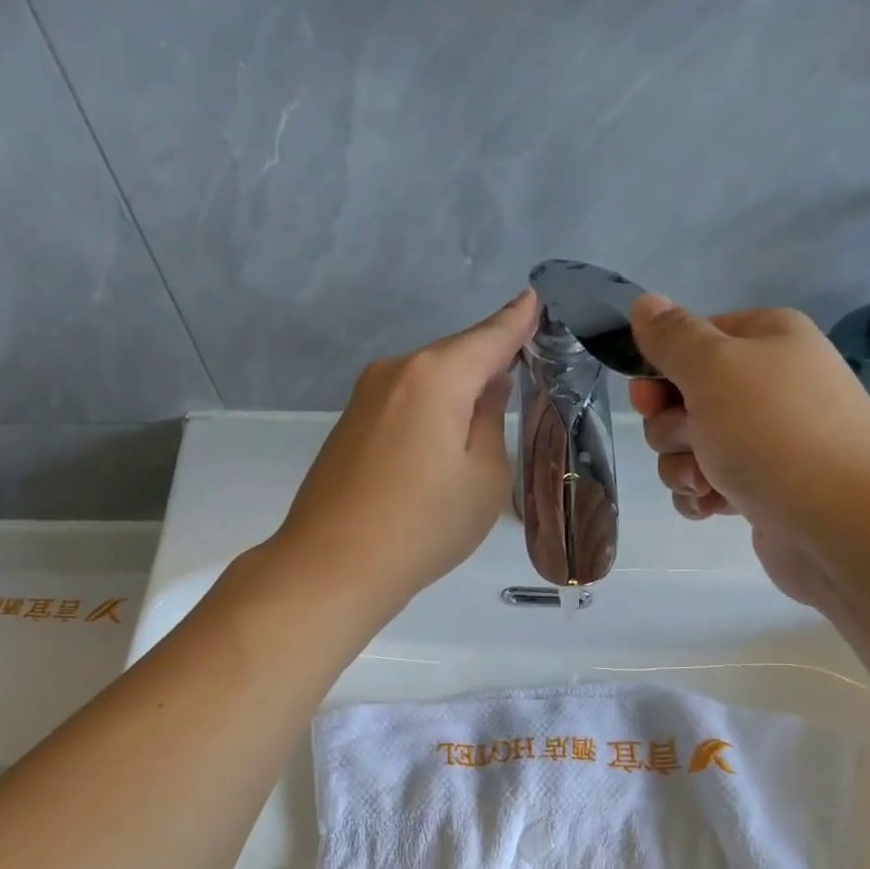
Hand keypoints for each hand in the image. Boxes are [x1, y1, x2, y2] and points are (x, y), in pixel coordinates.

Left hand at [270, 289, 536, 614]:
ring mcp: (365, 398)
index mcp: (436, 376)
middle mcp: (396, 372)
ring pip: (427, 382)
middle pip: (455, 356)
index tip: (535, 302)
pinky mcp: (349, 426)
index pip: (489, 337)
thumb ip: (491, 421)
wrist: (333, 566)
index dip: (517, 322)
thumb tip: (487, 387)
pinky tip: (440, 440)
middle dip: (488, 361)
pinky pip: (403, 404)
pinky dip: (429, 411)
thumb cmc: (424, 525)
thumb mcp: (484, 478)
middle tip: (523, 374)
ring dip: (457, 391)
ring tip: (485, 416)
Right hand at [627, 294, 869, 605]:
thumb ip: (673, 338)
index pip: (690, 343)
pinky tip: (715, 507)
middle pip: (682, 401)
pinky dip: (701, 497)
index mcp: (765, 340)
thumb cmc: (776, 434)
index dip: (660, 373)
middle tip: (696, 442)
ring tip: (710, 483)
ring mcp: (765, 440)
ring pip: (688, 449)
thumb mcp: (715, 369)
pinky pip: (705, 486)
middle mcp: (767, 385)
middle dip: (673, 430)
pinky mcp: (760, 488)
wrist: (842, 522)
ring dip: (683, 469)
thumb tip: (643, 304)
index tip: (650, 401)